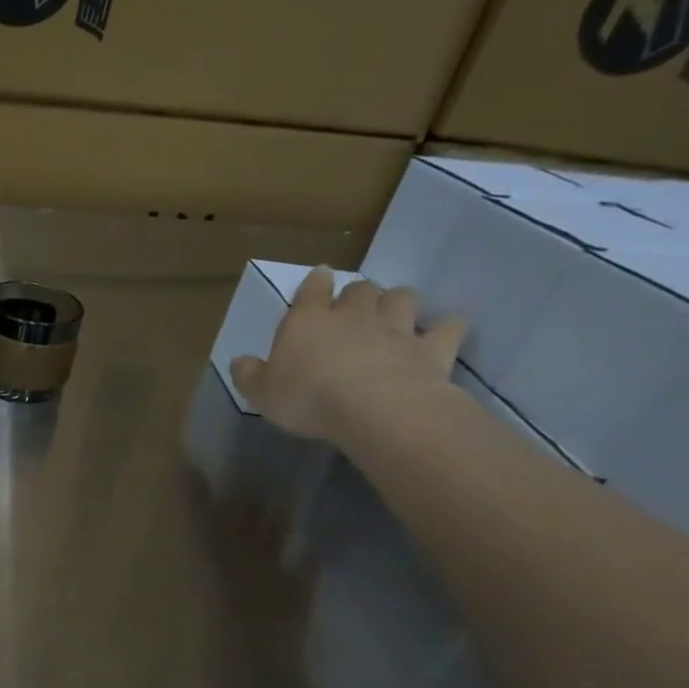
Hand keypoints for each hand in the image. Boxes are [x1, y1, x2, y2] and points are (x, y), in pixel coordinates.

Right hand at [229, 268, 467, 443]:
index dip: (315, 281)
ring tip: (395, 314)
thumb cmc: (308, 398)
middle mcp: (353, 315)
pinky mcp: (432, 347)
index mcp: (307, 321)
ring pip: (403, 297)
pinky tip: (444, 331)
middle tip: (354, 307)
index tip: (319, 277)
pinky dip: (447, 326)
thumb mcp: (261, 394)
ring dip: (398, 301)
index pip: (312, 288)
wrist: (377, 410)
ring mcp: (397, 328)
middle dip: (358, 293)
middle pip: (360, 288)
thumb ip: (249, 374)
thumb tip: (240, 361)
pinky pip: (448, 326)